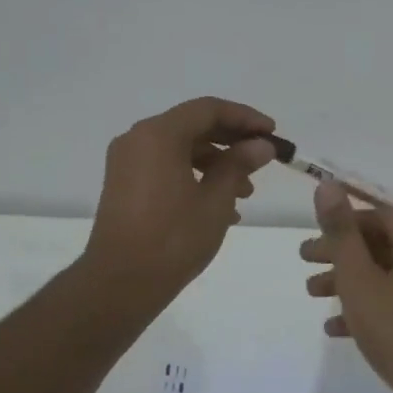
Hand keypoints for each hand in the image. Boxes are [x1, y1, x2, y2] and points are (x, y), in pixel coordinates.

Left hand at [83, 97, 276, 304]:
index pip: (208, 109)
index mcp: (158, 134)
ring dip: (216, 163)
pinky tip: (220, 207)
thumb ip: (239, 165)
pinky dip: (194, 177)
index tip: (271, 133)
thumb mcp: (215, 200)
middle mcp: (138, 139)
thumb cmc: (173, 238)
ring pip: (180, 149)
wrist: (120, 283)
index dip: (245, 118)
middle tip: (263, 159)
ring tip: (246, 193)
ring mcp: (127, 162)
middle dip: (231, 141)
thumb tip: (261, 146)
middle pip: (193, 126)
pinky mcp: (124, 185)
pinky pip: (166, 167)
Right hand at [300, 180, 392, 392]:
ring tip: (310, 292)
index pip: (379, 215)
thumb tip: (327, 185)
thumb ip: (341, 231)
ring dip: (347, 279)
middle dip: (339, 253)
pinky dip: (367, 304)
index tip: (311, 234)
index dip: (342, 221)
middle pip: (380, 242)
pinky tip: (333, 326)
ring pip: (385, 270)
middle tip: (303, 260)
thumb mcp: (359, 277)